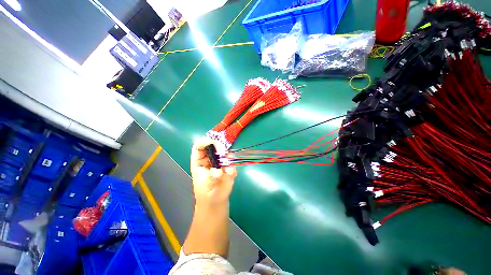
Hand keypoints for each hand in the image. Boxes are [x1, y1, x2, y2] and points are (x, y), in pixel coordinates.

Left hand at [190, 137, 236, 206]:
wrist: (216, 201)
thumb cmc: (206, 193)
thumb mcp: (205, 186)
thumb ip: (211, 178)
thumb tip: (218, 171)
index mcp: (199, 160)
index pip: (199, 145)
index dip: (206, 141)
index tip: (215, 143)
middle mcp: (209, 158)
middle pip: (214, 145)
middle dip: (220, 148)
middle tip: (224, 155)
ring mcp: (219, 161)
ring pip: (224, 152)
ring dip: (227, 158)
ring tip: (227, 171)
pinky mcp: (228, 166)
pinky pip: (232, 162)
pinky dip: (232, 167)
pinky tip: (230, 175)